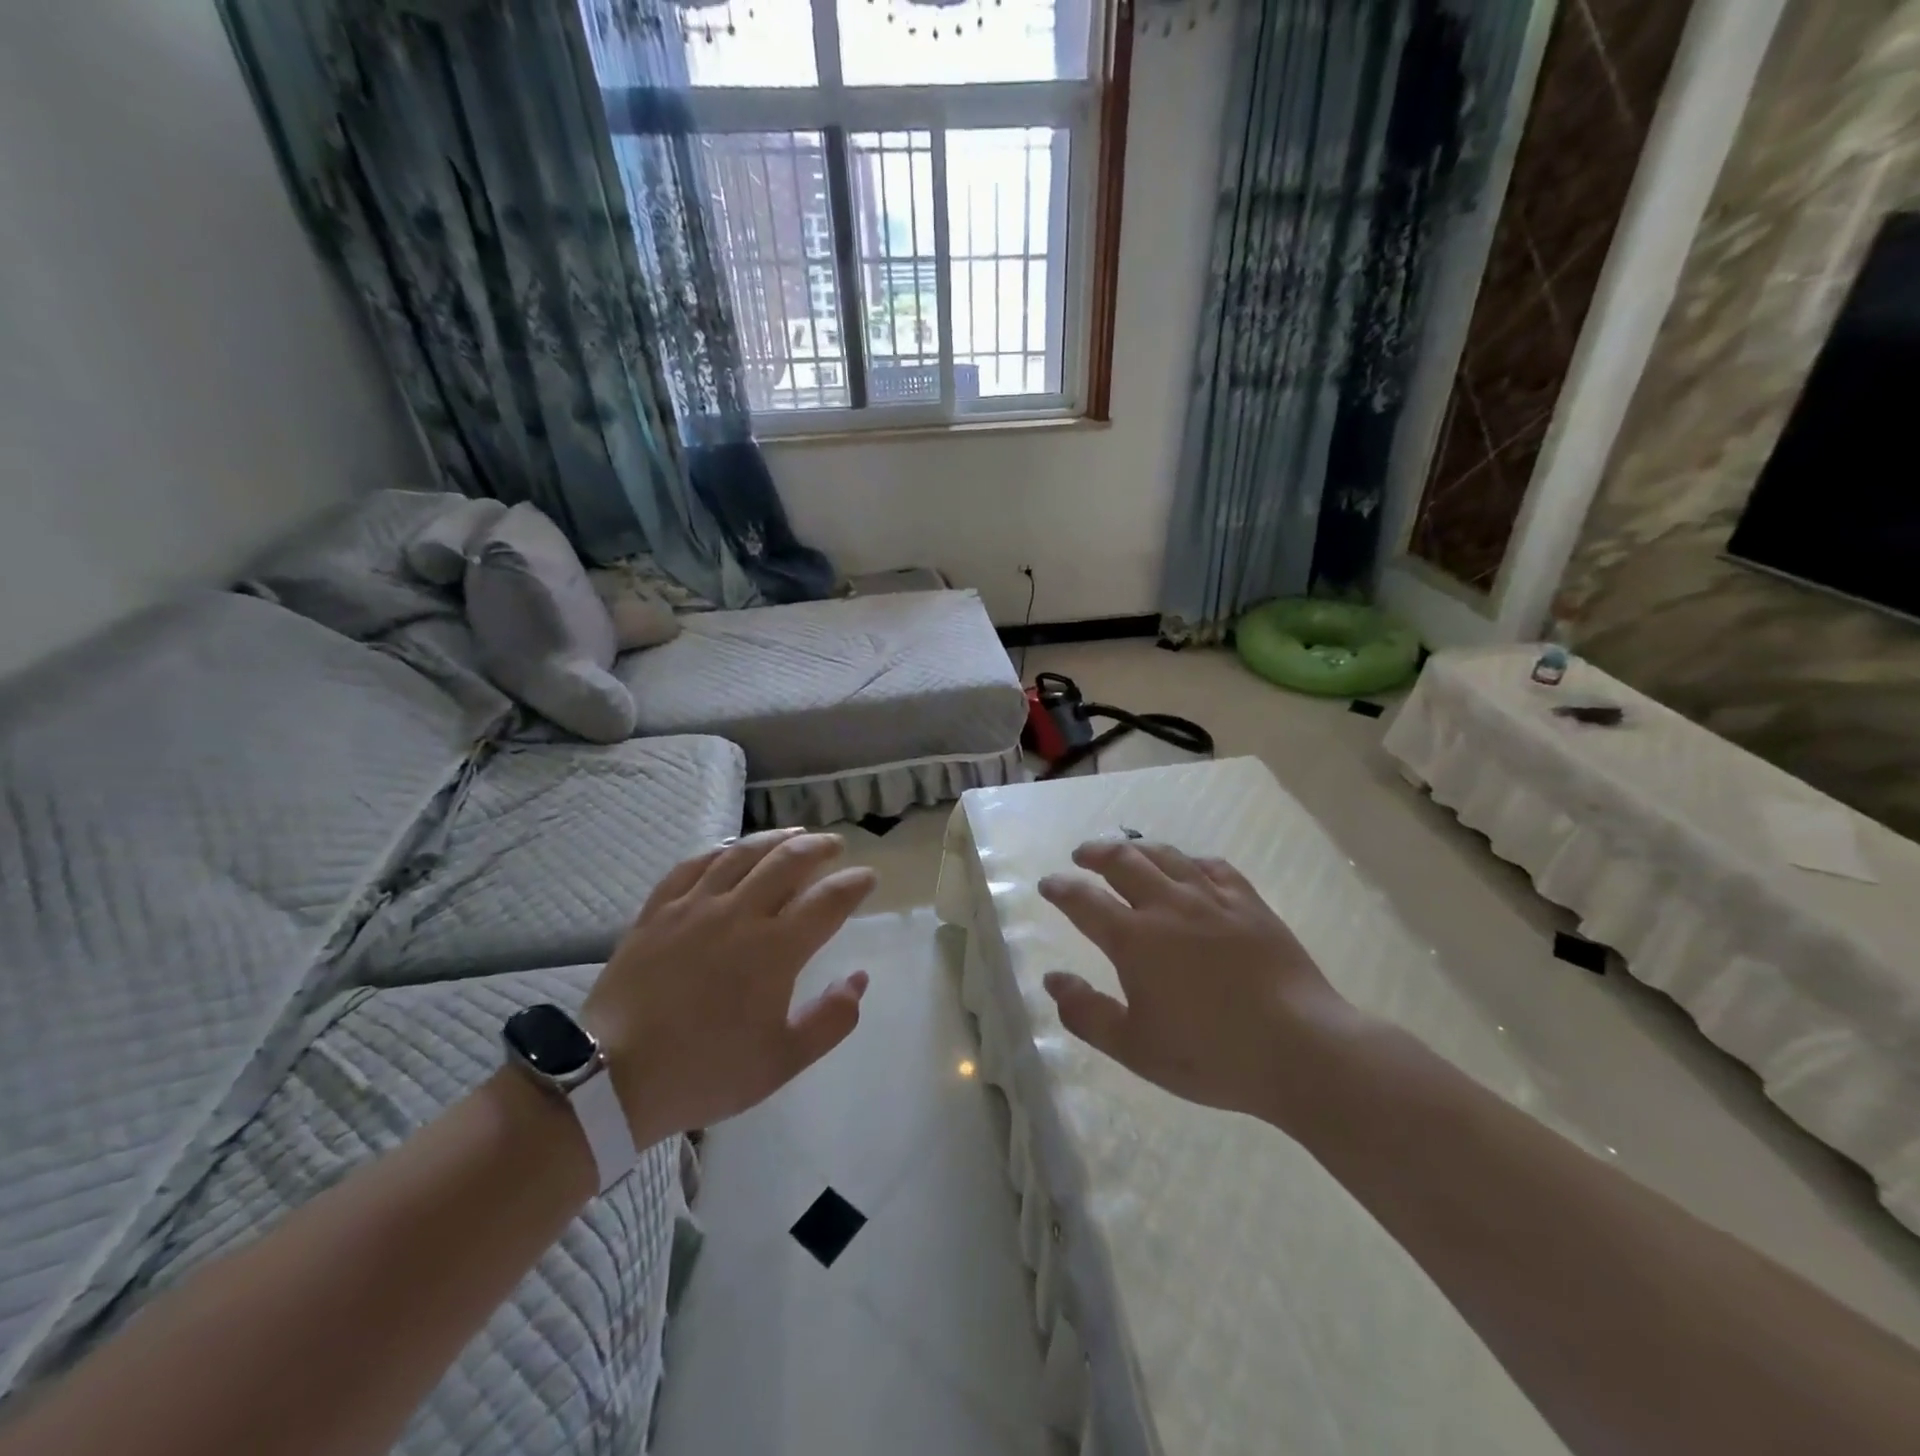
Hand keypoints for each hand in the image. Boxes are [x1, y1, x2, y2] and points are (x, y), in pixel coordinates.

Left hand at [584, 829, 876, 1144]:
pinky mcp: (658, 911)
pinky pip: (692, 865)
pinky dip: (719, 851)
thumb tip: (858, 979)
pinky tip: (730, 849)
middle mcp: (739, 914)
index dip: (853, 884)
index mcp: (775, 949)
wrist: (612, 1078)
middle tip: (835, 846)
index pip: (827, 901)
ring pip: (742, 854)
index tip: (868, 878)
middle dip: (819, 848)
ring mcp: (694, 907)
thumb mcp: (782, 1061)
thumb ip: (831, 1020)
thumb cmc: (705, 1070)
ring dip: (775, 839)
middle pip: (788, 861)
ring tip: (794, 834)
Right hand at [1038, 841, 1359, 1126]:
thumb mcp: (1135, 1048)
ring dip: (1138, 849)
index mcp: (1134, 939)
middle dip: (1095, 853)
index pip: (1084, 900)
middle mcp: (1168, 906)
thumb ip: (1087, 1013)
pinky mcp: (1249, 904)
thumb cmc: (1211, 1055)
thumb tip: (1053, 980)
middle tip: (1081, 856)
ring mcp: (1212, 900)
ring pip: (1167, 856)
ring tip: (1127, 851)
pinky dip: (1191, 861)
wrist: (1301, 1049)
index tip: (1048, 884)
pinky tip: (1190, 868)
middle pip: (1123, 861)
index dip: (1061, 888)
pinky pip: (1214, 867)